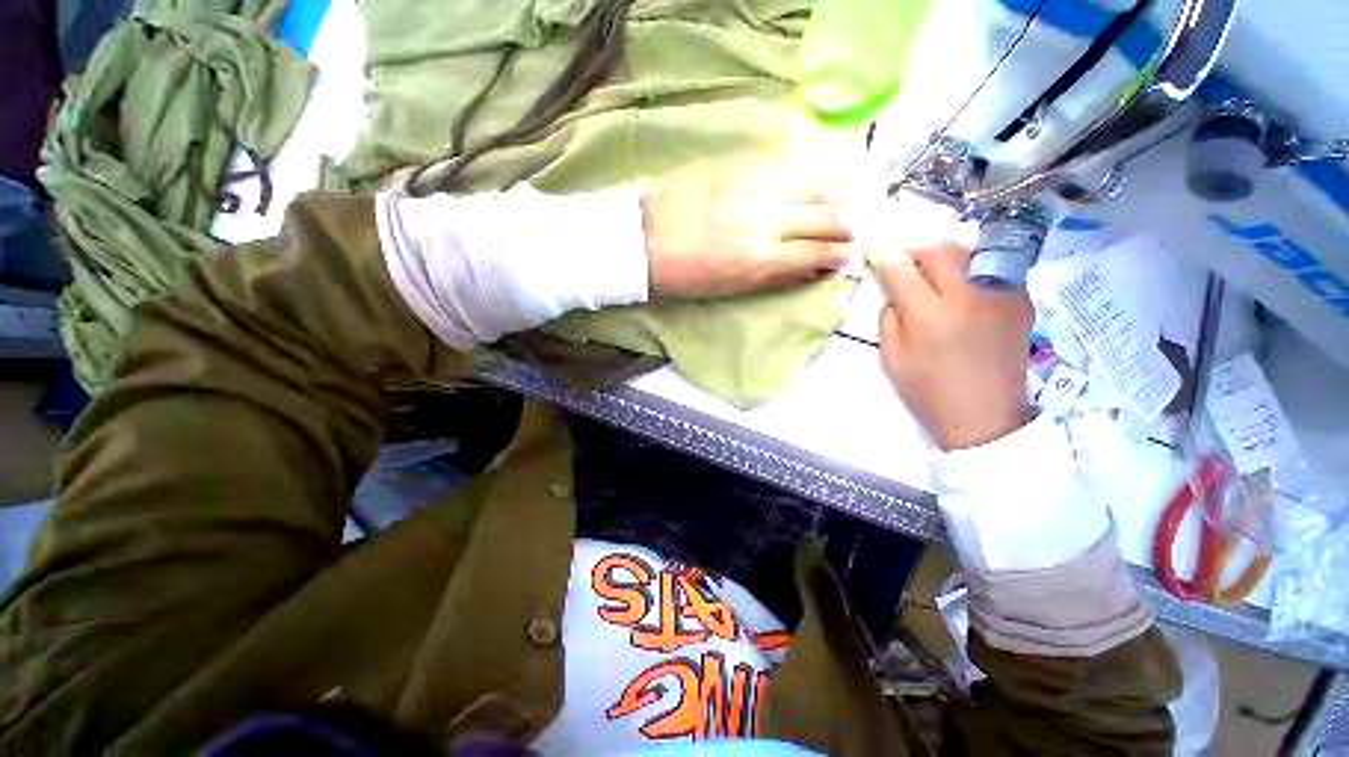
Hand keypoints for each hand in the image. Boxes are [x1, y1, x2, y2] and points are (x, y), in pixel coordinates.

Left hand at [641, 157, 855, 297]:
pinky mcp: (741, 163)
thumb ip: (774, 276)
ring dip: (839, 188)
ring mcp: (756, 186)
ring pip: (816, 181)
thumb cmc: (685, 275)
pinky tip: (822, 166)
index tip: (849, 254)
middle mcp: (769, 220)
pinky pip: (788, 158)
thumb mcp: (731, 288)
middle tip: (854, 226)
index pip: (819, 253)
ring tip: (851, 191)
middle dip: (847, 224)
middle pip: (827, 216)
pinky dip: (812, 164)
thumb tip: (810, 268)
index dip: (839, 254)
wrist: (643, 238)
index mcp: (762, 259)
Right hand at [873, 241, 1033, 449]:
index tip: (872, 245)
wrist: (987, 418)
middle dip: (915, 245)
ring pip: (970, 252)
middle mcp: (968, 297)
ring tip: (932, 271)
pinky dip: (969, 272)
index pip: (900, 270)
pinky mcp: (1021, 300)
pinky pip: (990, 270)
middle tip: (903, 255)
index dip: (882, 254)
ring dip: (944, 255)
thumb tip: (895, 292)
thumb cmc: (929, 393)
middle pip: (940, 248)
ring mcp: (1001, 295)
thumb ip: (889, 319)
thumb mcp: (892, 360)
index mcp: (929, 317)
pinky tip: (962, 291)